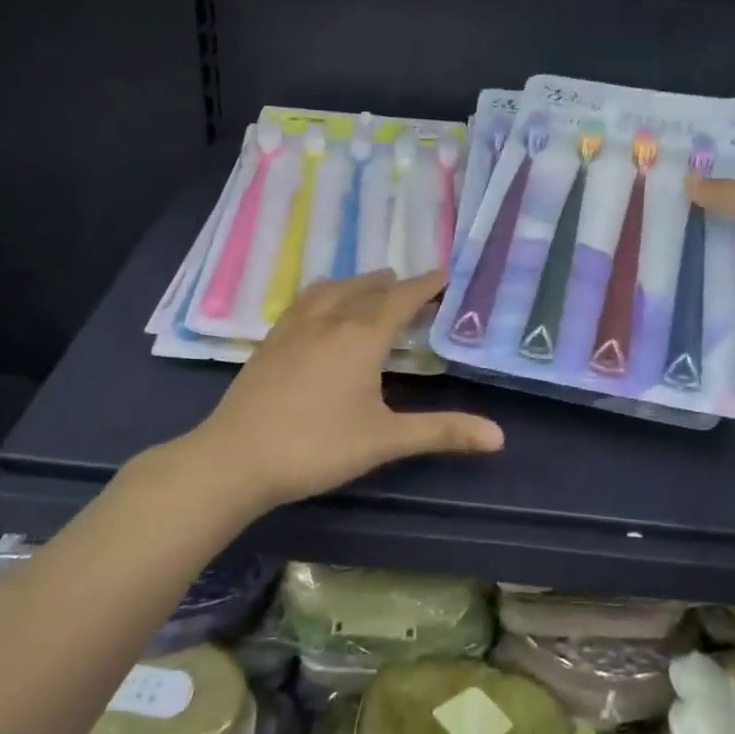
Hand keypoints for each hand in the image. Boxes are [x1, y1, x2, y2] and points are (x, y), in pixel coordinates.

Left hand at [196, 269, 504, 507]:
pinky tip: (321, 309)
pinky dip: (326, 294)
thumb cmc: (317, 446)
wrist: (235, 458)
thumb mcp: (385, 440)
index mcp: (361, 337)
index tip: (446, 275)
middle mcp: (329, 320)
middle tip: (415, 289)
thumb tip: (499, 436)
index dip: (426, 286)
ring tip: (372, 285)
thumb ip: (441, 432)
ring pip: (333, 290)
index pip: (401, 299)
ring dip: (358, 284)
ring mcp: (294, 328)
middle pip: (367, 288)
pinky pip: (305, 301)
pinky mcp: (271, 341)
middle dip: (395, 285)